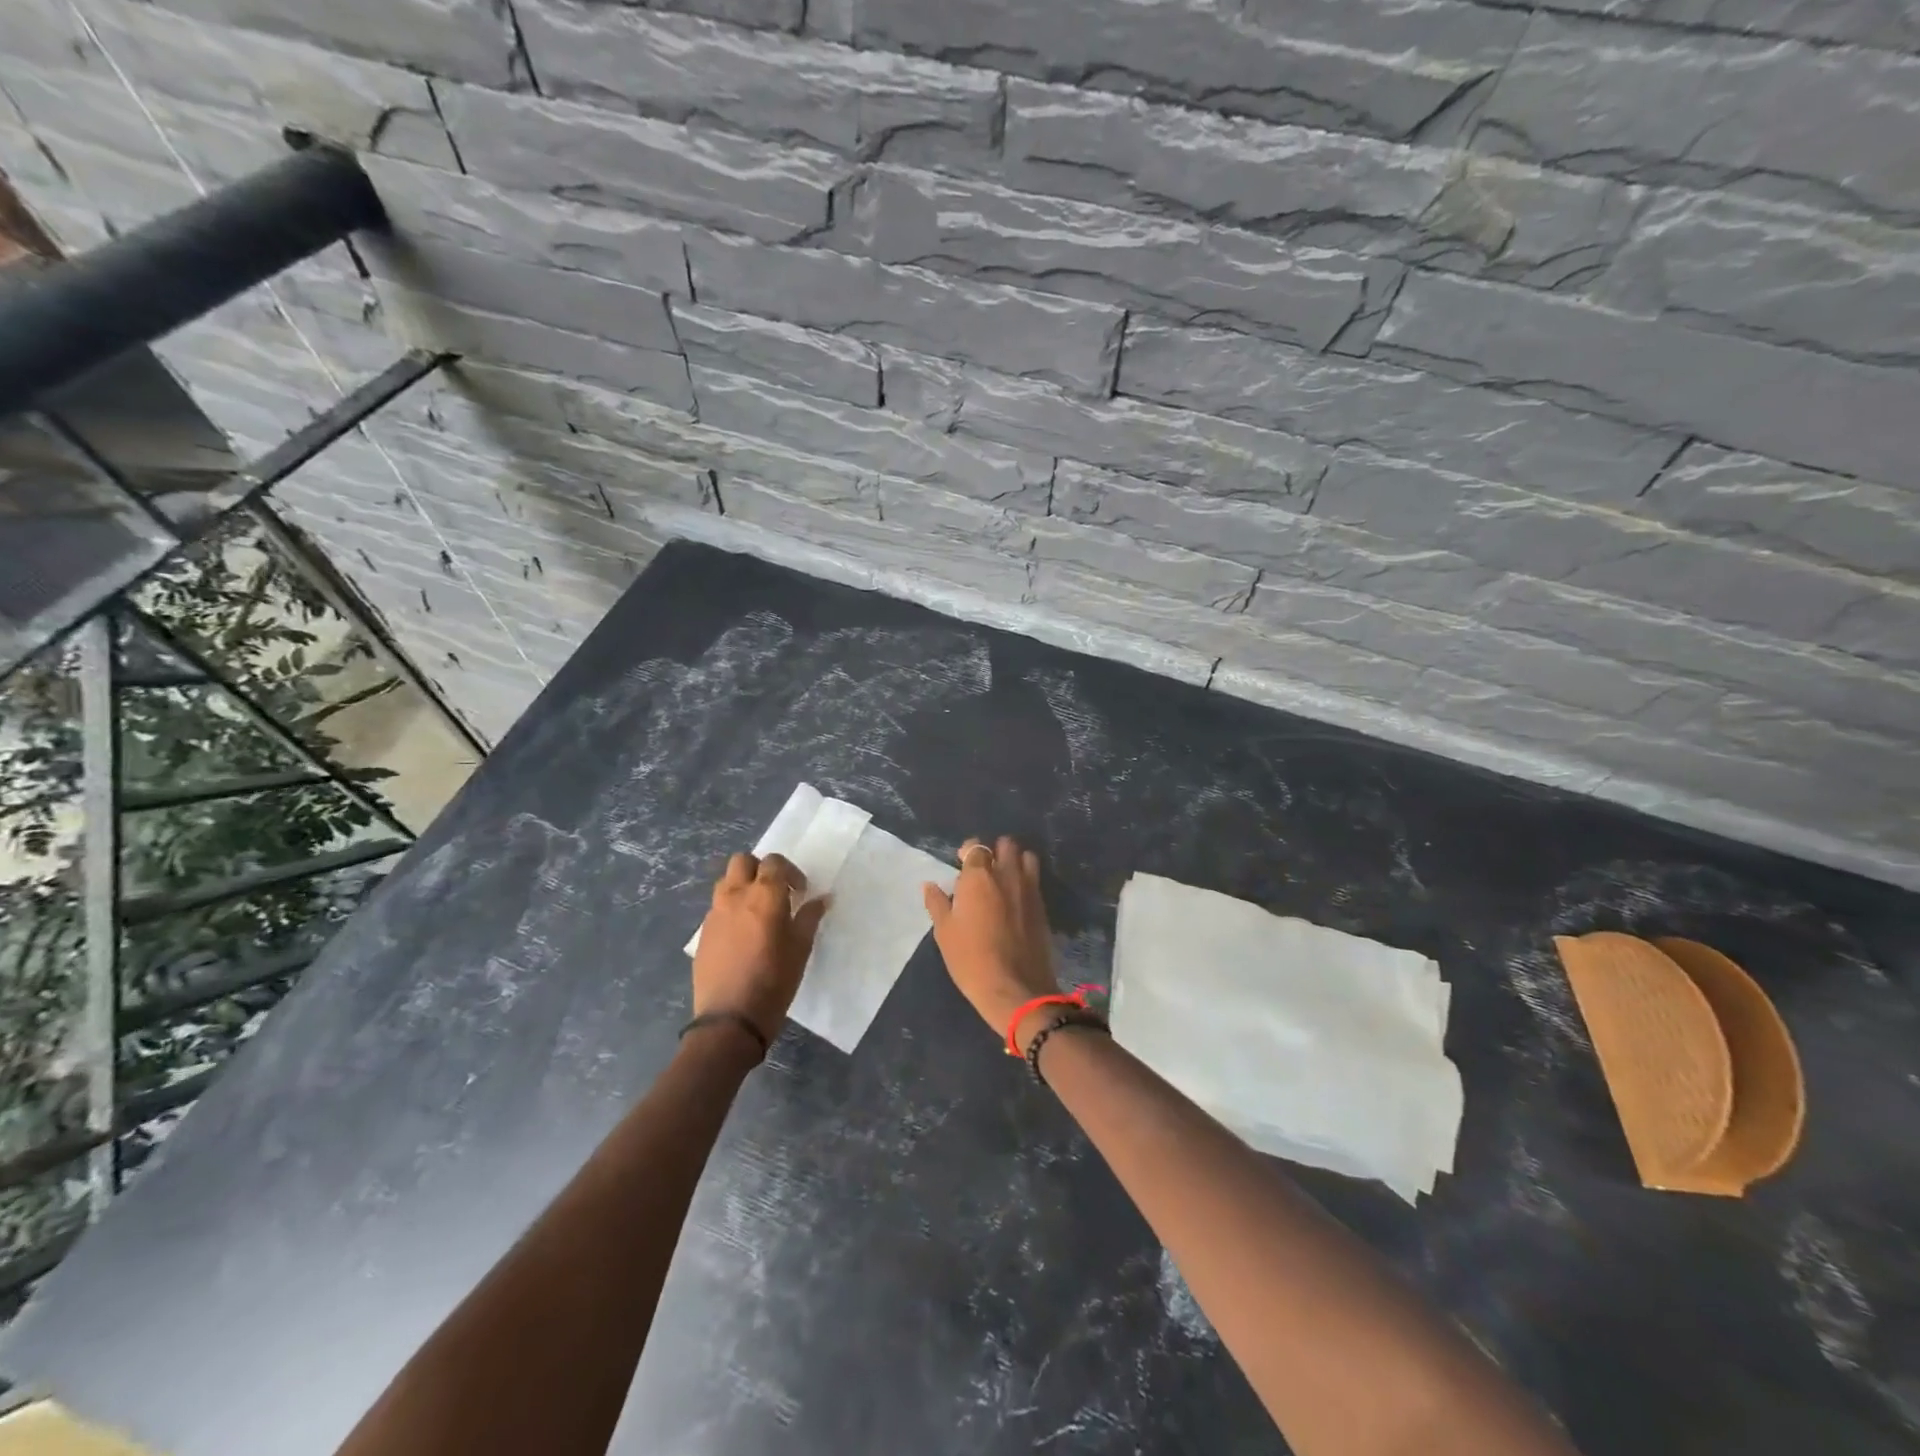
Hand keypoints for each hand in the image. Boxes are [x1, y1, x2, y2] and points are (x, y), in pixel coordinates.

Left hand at [692, 852, 828, 1045]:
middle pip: (742, 861)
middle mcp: (735, 896)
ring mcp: (714, 914)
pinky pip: (717, 908)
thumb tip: (822, 898)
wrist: (730, 1020)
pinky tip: (742, 935)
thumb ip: (809, 917)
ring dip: (742, 886)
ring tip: (757, 911)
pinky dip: (730, 909)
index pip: (774, 862)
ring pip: (725, 882)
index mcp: (764, 895)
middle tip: (775, 892)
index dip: (790, 872)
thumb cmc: (774, 981)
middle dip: (760, 869)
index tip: (800, 892)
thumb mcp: (801, 949)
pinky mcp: (703, 933)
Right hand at [922, 837, 1062, 1053]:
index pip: (976, 847)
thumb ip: (937, 903)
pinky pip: (1035, 880)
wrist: (1015, 988)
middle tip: (984, 869)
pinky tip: (1016, 898)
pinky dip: (1026, 880)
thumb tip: (929, 885)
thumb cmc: (971, 959)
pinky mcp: (1042, 905)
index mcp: (979, 877)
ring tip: (1004, 878)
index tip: (961, 864)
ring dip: (1015, 861)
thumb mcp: (945, 932)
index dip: (968, 852)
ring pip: (1027, 857)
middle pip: (1006, 844)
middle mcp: (1007, 874)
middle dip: (995, 850)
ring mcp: (1029, 888)